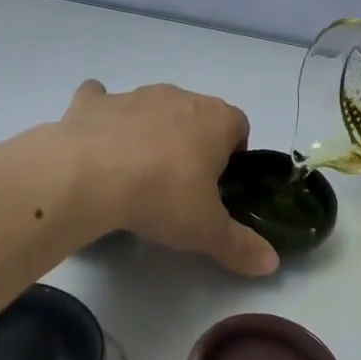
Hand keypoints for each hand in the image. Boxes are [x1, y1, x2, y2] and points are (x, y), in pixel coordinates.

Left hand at [58, 80, 278, 276]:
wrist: (88, 175)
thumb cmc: (161, 196)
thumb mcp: (206, 230)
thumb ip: (240, 245)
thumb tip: (272, 264)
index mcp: (215, 120)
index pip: (239, 126)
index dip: (233, 154)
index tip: (219, 185)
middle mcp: (178, 97)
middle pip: (196, 114)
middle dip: (192, 142)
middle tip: (179, 184)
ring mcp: (133, 95)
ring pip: (151, 107)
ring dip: (149, 130)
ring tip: (136, 171)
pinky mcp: (93, 102)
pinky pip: (100, 99)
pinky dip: (101, 116)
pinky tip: (95, 141)